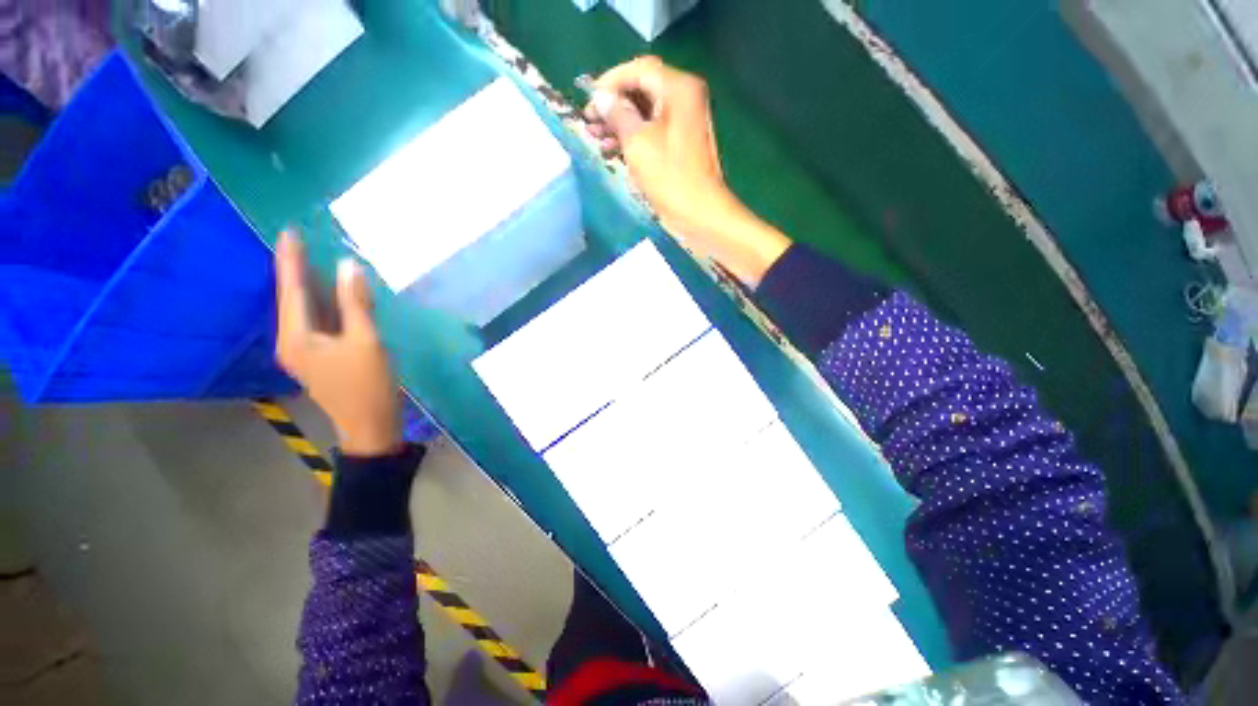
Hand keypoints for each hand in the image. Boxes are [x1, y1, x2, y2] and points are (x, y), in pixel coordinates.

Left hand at [275, 232, 400, 456]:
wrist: (370, 424)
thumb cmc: (368, 384)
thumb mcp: (366, 341)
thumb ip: (356, 303)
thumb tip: (348, 266)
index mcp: (296, 337)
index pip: (292, 290)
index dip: (291, 261)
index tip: (289, 232)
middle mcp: (291, 341)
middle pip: (292, 299)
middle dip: (296, 270)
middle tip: (301, 241)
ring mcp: (303, 351)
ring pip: (304, 311)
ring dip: (310, 286)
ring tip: (314, 260)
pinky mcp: (318, 356)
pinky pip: (316, 322)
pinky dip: (322, 304)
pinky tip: (331, 293)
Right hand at [588, 57, 789, 285]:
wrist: (700, 214)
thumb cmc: (670, 178)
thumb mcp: (638, 144)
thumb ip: (618, 115)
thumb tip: (601, 99)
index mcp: (678, 89)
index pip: (639, 70)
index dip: (610, 82)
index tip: (589, 101)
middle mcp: (685, 99)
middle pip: (642, 90)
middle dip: (614, 105)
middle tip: (590, 123)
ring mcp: (685, 123)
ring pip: (646, 113)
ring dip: (620, 124)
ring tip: (597, 140)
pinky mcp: (681, 144)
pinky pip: (653, 132)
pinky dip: (634, 139)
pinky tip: (614, 152)